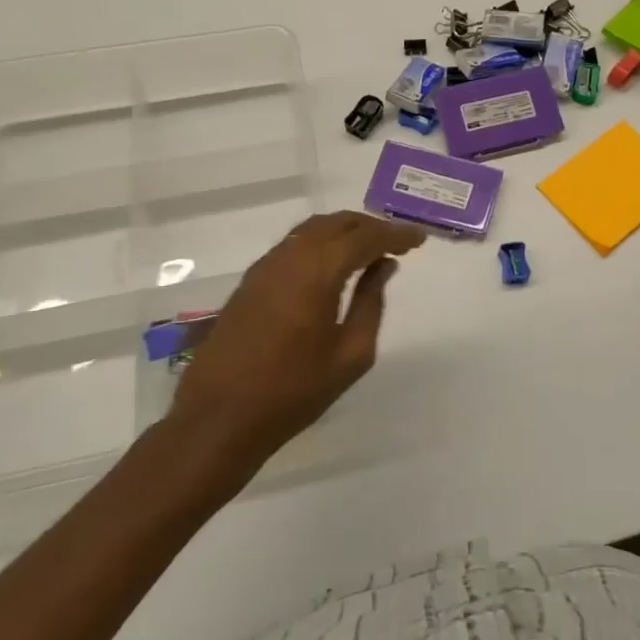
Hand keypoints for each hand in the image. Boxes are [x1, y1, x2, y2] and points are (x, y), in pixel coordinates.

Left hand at [165, 212, 425, 480]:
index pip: (365, 237)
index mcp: (318, 272)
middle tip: (398, 241)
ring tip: (369, 249)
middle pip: (337, 223)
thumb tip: (383, 266)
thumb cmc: (294, 391)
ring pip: (312, 229)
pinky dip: (321, 243)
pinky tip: (333, 264)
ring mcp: (265, 266)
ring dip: (344, 231)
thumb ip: (372, 302)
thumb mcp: (351, 354)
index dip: (395, 234)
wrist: (220, 416)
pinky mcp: (251, 281)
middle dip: (371, 226)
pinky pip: (294, 245)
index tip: (419, 238)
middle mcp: (290, 257)